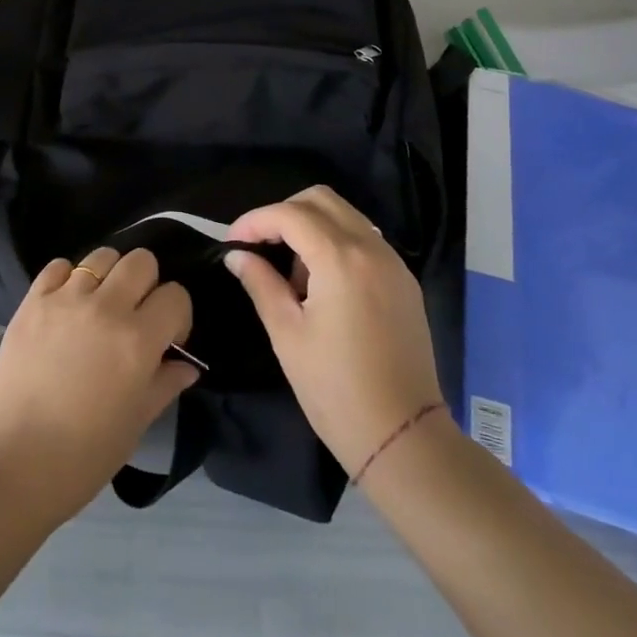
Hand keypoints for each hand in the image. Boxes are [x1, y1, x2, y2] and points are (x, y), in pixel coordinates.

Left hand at [0, 247, 196, 526]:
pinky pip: (58, 266)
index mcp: (138, 340)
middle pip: (141, 260)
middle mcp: (105, 307)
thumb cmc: (82, 457)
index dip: (177, 316)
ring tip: (99, 307)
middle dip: (147, 284)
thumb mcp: (135, 425)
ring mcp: (65, 299)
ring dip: (109, 276)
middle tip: (135, 316)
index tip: (167, 339)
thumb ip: (164, 384)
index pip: (176, 296)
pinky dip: (68, 278)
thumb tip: (186, 364)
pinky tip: (66, 306)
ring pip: (101, 256)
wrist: (10, 465)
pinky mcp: (32, 300)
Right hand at [226, 186, 442, 473]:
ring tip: (291, 272)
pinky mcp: (404, 281)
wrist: (403, 437)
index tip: (232, 242)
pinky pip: (364, 239)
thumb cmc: (335, 389)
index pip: (289, 214)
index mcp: (341, 259)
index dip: (255, 221)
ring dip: (311, 226)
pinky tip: (322, 283)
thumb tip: (237, 256)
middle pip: (321, 199)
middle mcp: (372, 249)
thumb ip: (260, 283)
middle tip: (260, 245)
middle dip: (284, 213)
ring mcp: (393, 263)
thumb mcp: (286, 334)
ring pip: (345, 215)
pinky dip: (336, 242)